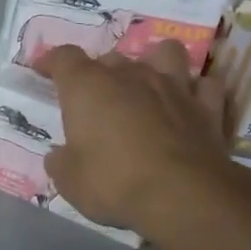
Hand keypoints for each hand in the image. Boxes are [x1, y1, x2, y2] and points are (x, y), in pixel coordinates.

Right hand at [31, 41, 234, 239]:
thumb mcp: (68, 180)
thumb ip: (61, 160)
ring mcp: (174, 86)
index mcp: (88, 87)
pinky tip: (186, 105)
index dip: (51, 62)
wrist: (182, 196)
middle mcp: (130, 76)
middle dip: (100, 72)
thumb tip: (60, 154)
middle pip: (111, 57)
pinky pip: (203, 85)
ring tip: (147, 84)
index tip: (43, 70)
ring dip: (154, 63)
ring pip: (165, 53)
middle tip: (94, 99)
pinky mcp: (207, 107)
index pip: (64, 58)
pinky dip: (194, 91)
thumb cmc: (112, 182)